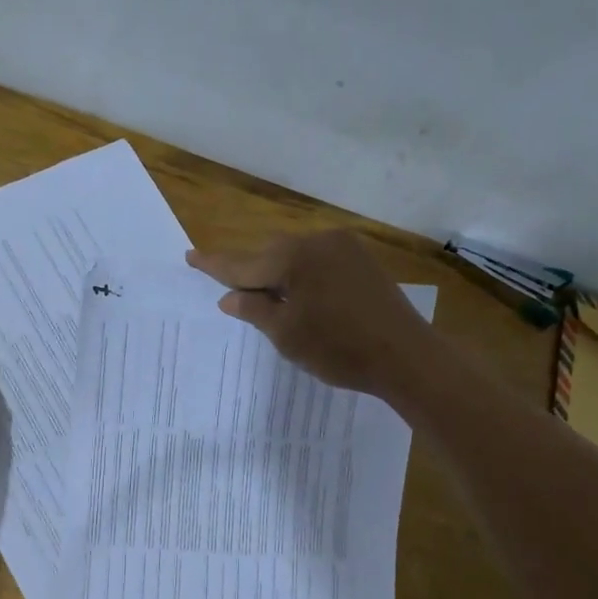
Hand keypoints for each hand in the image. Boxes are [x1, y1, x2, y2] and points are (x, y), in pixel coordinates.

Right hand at [186, 231, 439, 398]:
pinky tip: (301, 295)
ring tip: (267, 299)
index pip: (243, 264)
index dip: (215, 265)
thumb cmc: (339, 349)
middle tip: (229, 290)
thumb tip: (229, 297)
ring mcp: (344, 248)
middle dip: (249, 271)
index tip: (190, 256)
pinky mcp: (362, 260)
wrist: (406, 356)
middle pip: (270, 254)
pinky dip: (302, 274)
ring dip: (277, 273)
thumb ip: (254, 310)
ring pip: (295, 255)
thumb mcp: (287, 335)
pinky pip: (318, 260)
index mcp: (294, 258)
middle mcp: (318, 242)